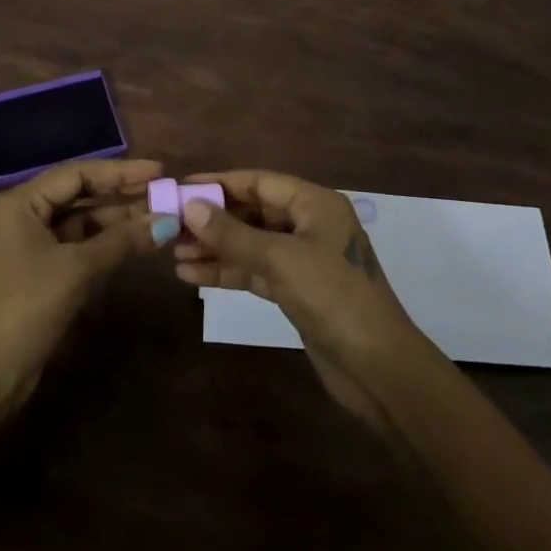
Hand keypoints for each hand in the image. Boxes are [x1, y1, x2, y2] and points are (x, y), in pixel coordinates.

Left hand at [0, 158, 171, 437]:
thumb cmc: (26, 307)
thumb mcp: (76, 269)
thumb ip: (122, 241)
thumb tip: (167, 221)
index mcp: (21, 202)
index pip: (78, 174)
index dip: (121, 172)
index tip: (159, 171)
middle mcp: (24, 215)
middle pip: (80, 195)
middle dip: (122, 196)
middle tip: (164, 194)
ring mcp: (31, 245)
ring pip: (81, 222)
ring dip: (118, 221)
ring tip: (160, 217)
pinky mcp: (40, 273)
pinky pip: (78, 246)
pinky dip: (106, 244)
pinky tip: (137, 242)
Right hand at [173, 169, 436, 429]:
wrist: (379, 368)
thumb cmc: (333, 297)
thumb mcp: (279, 259)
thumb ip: (233, 233)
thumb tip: (190, 207)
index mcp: (314, 203)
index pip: (259, 182)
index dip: (219, 183)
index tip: (181, 187)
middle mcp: (309, 224)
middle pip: (253, 212)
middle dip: (214, 219)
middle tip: (171, 225)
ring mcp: (303, 259)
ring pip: (251, 244)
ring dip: (216, 248)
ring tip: (174, 253)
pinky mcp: (297, 290)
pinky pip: (255, 271)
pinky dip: (228, 272)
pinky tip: (192, 275)